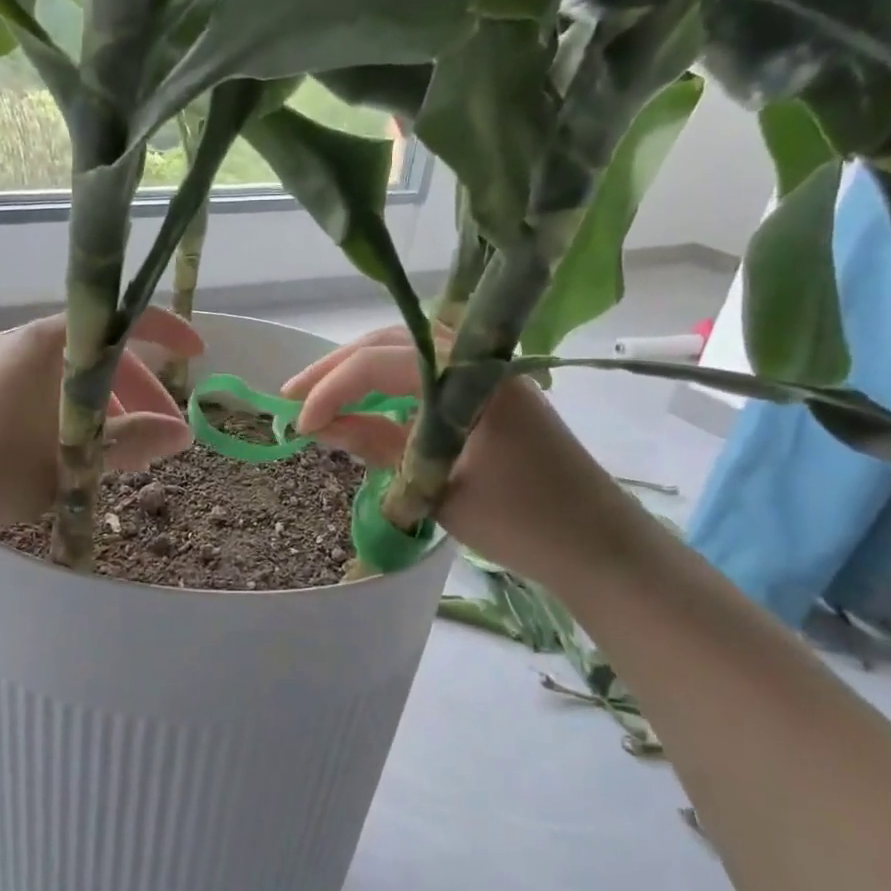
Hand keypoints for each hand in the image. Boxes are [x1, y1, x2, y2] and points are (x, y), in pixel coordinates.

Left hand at [0, 309, 205, 537]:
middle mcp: (30, 343)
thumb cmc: (0, 464)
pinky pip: (50, 393)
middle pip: (102, 354)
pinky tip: (81, 452)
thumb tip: (182, 434)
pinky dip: (78, 415)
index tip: (197, 356)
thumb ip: (134, 441)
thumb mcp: (76, 456)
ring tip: (126, 453)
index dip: (167, 333)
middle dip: (141, 391)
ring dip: (110, 408)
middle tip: (162, 433)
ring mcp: (6, 368)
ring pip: (76, 378)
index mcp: (54, 341)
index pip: (123, 321)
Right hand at [281, 326, 654, 591]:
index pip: (381, 363)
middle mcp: (478, 360)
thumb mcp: (437, 485)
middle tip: (291, 396)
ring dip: (359, 370)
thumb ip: (377, 445)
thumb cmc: (524, 521)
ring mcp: (487, 373)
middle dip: (335, 368)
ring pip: (407, 353)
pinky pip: (427, 372)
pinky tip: (365, 402)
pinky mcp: (490, 392)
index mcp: (471, 376)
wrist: (600, 547)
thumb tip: (320, 426)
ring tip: (317, 395)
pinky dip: (389, 382)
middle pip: (391, 344)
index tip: (299, 426)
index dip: (332, 389)